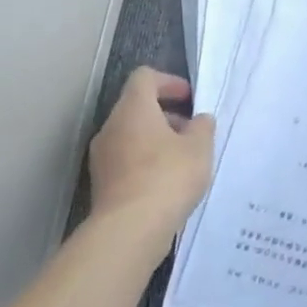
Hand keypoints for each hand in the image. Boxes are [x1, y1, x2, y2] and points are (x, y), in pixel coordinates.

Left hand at [87, 67, 213, 242]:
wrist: (130, 228)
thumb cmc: (168, 177)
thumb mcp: (200, 148)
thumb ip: (203, 127)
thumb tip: (199, 120)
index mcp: (133, 109)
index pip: (145, 77)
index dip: (169, 82)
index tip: (190, 99)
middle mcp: (112, 127)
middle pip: (137, 108)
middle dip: (167, 115)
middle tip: (193, 132)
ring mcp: (102, 156)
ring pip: (131, 135)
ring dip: (157, 140)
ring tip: (184, 160)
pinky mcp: (102, 182)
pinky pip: (126, 160)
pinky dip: (146, 162)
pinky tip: (168, 182)